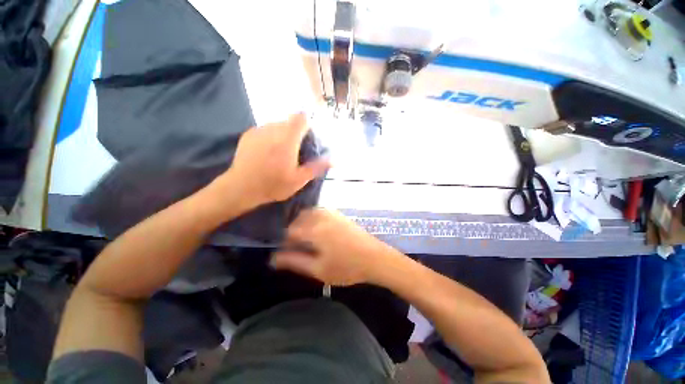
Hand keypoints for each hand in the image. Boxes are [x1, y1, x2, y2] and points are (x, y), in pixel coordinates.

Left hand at [214, 113, 329, 208]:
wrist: (240, 188)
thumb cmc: (273, 185)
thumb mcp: (299, 179)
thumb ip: (317, 167)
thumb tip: (335, 161)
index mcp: (288, 138)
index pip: (301, 117)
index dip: (307, 124)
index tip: (308, 138)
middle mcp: (273, 128)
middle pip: (289, 121)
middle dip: (295, 132)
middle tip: (295, 151)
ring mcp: (259, 130)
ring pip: (277, 125)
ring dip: (282, 134)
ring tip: (280, 153)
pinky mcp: (248, 134)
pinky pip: (265, 130)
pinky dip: (270, 137)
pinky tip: (267, 153)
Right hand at [270, 209, 399, 285]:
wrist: (375, 258)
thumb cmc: (347, 267)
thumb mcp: (318, 269)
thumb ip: (294, 261)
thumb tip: (272, 258)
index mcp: (314, 230)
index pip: (289, 231)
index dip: (284, 242)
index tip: (286, 253)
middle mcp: (321, 216)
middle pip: (297, 219)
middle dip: (292, 232)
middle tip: (296, 248)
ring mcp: (331, 213)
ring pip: (308, 214)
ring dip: (302, 224)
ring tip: (305, 240)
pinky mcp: (339, 214)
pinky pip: (319, 212)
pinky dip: (312, 219)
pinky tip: (317, 231)